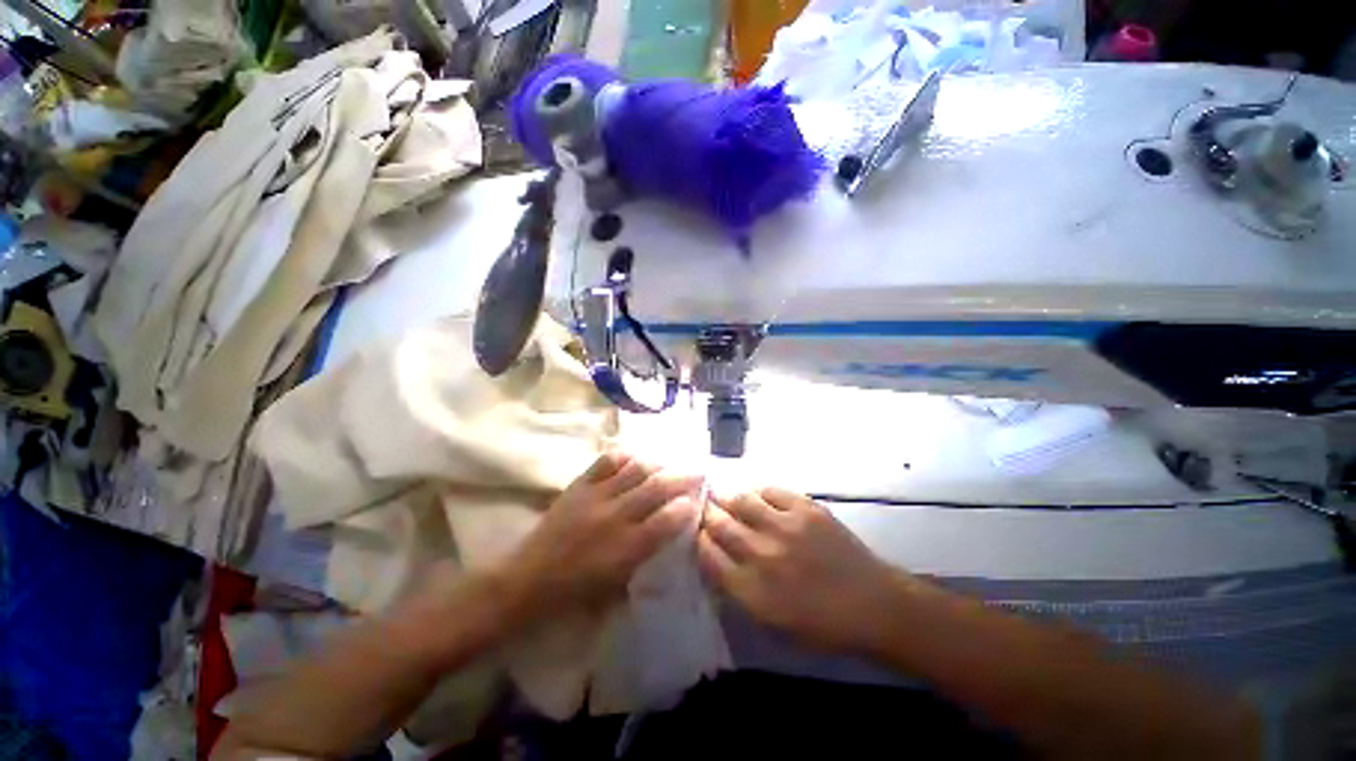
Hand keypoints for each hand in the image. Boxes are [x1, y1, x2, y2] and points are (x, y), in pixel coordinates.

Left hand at [504, 452, 699, 622]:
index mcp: (625, 549)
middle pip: (656, 488)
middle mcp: (615, 517)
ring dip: (658, 463)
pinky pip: (606, 462)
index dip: (686, 507)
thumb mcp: (616, 589)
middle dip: (682, 477)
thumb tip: (666, 536)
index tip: (696, 500)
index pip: (666, 521)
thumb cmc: (573, 594)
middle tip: (697, 470)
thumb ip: (644, 560)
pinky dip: (625, 456)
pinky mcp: (579, 485)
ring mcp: (596, 497)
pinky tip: (636, 456)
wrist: (527, 580)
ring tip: (671, 461)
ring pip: (635, 470)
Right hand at [699, 487, 908, 653]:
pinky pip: (771, 490)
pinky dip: (758, 491)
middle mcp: (763, 555)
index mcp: (752, 592)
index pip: (708, 555)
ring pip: (741, 501)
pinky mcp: (806, 509)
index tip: (696, 531)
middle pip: (720, 524)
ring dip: (726, 496)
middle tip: (703, 507)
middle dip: (706, 513)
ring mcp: (785, 528)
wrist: (874, 605)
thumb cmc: (822, 624)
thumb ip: (739, 591)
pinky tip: (756, 495)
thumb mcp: (773, 623)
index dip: (698, 538)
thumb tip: (716, 560)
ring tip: (721, 494)